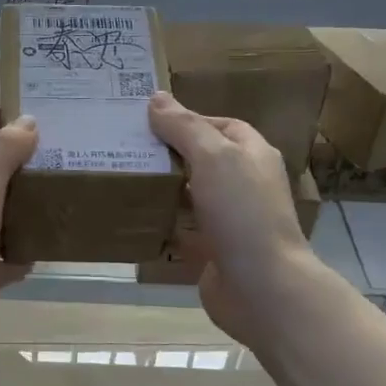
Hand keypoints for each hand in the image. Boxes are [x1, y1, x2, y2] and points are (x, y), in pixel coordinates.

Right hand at [147, 92, 311, 346]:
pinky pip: (182, 229)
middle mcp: (244, 185)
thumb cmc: (242, 213)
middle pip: (202, 160)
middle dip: (169, 154)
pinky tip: (133, 217)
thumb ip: (184, 127)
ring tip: (123, 178)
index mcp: (253, 156)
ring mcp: (230, 220)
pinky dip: (162, 224)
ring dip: (162, 189)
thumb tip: (156, 97)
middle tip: (126, 148)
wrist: (262, 288)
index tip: (148, 122)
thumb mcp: (213, 157)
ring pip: (190, 195)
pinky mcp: (213, 250)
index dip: (188, 120)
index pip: (221, 126)